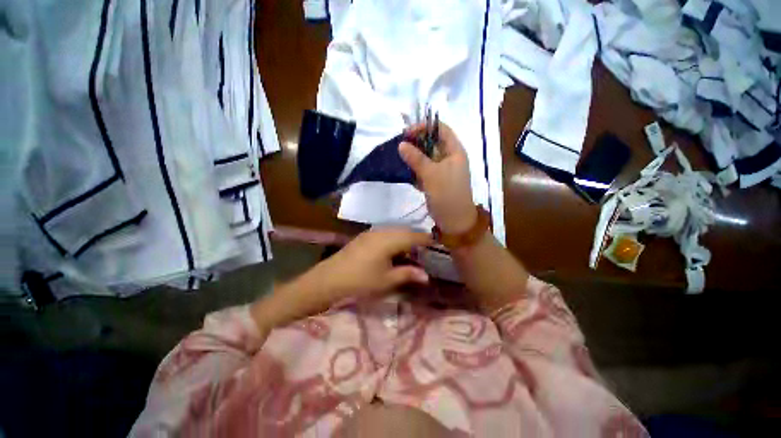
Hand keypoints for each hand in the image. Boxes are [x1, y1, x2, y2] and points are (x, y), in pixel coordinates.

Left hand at [311, 228, 431, 299]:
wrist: (330, 278)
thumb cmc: (360, 280)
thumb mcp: (386, 280)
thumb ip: (407, 274)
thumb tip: (426, 275)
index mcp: (389, 240)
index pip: (413, 236)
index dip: (426, 239)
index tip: (437, 243)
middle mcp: (381, 231)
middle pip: (404, 230)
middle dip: (416, 238)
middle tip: (425, 249)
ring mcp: (371, 232)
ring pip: (395, 230)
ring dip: (405, 238)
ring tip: (412, 250)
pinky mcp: (365, 236)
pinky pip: (385, 233)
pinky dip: (394, 238)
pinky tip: (394, 249)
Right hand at [399, 122, 476, 233]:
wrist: (454, 220)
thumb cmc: (447, 194)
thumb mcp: (431, 174)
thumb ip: (416, 158)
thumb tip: (401, 144)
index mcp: (454, 151)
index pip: (440, 129)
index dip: (424, 127)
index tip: (406, 133)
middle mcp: (450, 158)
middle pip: (432, 143)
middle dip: (416, 143)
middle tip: (401, 147)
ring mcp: (443, 170)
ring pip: (426, 157)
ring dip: (415, 158)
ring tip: (403, 162)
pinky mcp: (436, 181)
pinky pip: (425, 170)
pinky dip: (416, 171)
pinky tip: (409, 175)